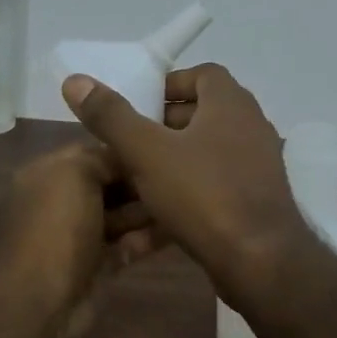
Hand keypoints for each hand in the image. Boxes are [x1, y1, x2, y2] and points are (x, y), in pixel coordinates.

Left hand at [0, 143, 163, 337]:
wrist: (42, 297)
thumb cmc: (57, 225)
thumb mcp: (76, 172)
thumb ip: (102, 158)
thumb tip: (126, 158)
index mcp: (48, 174)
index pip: (90, 153)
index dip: (123, 150)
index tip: (159, 147)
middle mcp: (62, 202)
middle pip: (108, 184)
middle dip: (139, 180)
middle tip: (179, 174)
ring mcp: (80, 236)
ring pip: (120, 215)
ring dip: (148, 209)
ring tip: (187, 198)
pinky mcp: (98, 266)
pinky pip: (128, 244)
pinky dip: (149, 237)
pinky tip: (180, 228)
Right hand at [60, 63, 313, 305]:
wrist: (260, 262)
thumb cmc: (203, 194)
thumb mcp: (146, 152)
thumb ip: (111, 116)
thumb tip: (76, 80)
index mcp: (230, 104)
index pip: (203, 74)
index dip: (168, 85)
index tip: (138, 105)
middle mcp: (249, 128)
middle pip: (201, 116)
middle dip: (161, 128)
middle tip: (127, 144)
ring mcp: (255, 168)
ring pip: (203, 156)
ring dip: (169, 165)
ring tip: (132, 183)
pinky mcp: (254, 203)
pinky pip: (212, 189)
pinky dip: (184, 197)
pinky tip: (152, 225)